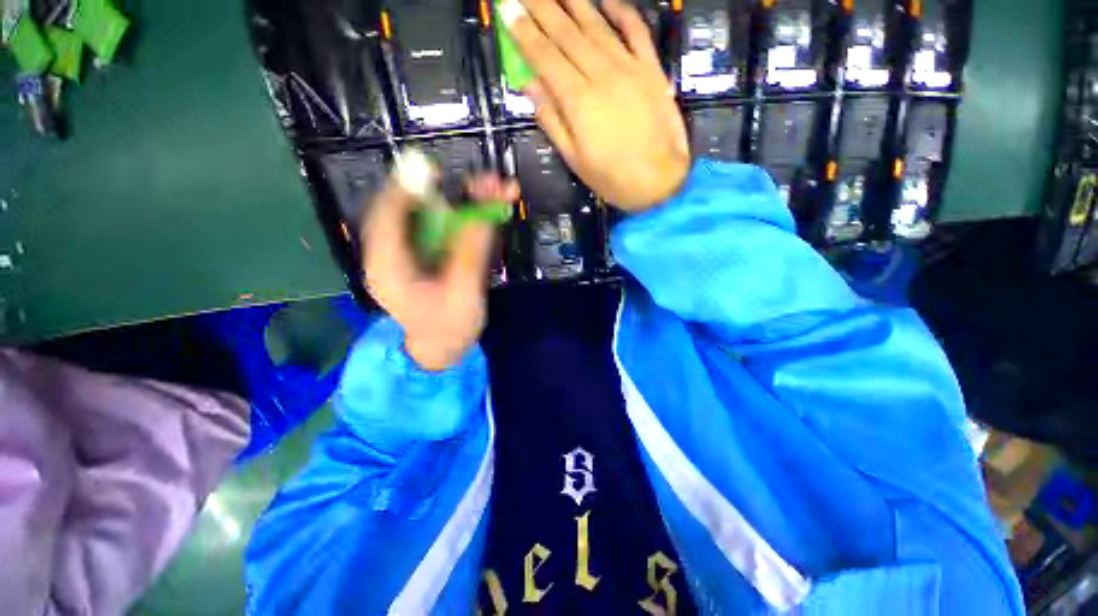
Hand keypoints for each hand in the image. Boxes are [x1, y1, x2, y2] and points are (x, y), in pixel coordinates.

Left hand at [362, 174, 518, 370]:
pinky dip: (466, 218)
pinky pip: (443, 228)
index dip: (410, 189)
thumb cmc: (449, 330)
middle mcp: (392, 253)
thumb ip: (469, 254)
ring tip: (497, 193)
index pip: (389, 216)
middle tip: (487, 184)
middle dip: (450, 193)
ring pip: (431, 216)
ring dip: (463, 203)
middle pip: (414, 210)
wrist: (443, 349)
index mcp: (388, 267)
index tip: (438, 172)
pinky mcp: (426, 254)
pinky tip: (489, 211)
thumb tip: (481, 212)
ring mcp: (410, 252)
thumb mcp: (462, 295)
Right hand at [508, 0, 688, 210]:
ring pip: (596, 24)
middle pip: (566, 33)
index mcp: (578, 100)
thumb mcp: (574, 159)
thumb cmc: (612, 177)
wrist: (659, 181)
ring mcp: (629, 67)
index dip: (524, 32)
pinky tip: (606, 0)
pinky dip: (621, 11)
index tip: (508, 9)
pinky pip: (636, 30)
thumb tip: (530, 85)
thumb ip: (551, 120)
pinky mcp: (651, 69)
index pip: (545, 56)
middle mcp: (601, 74)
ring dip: (574, 1)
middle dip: (541, 8)